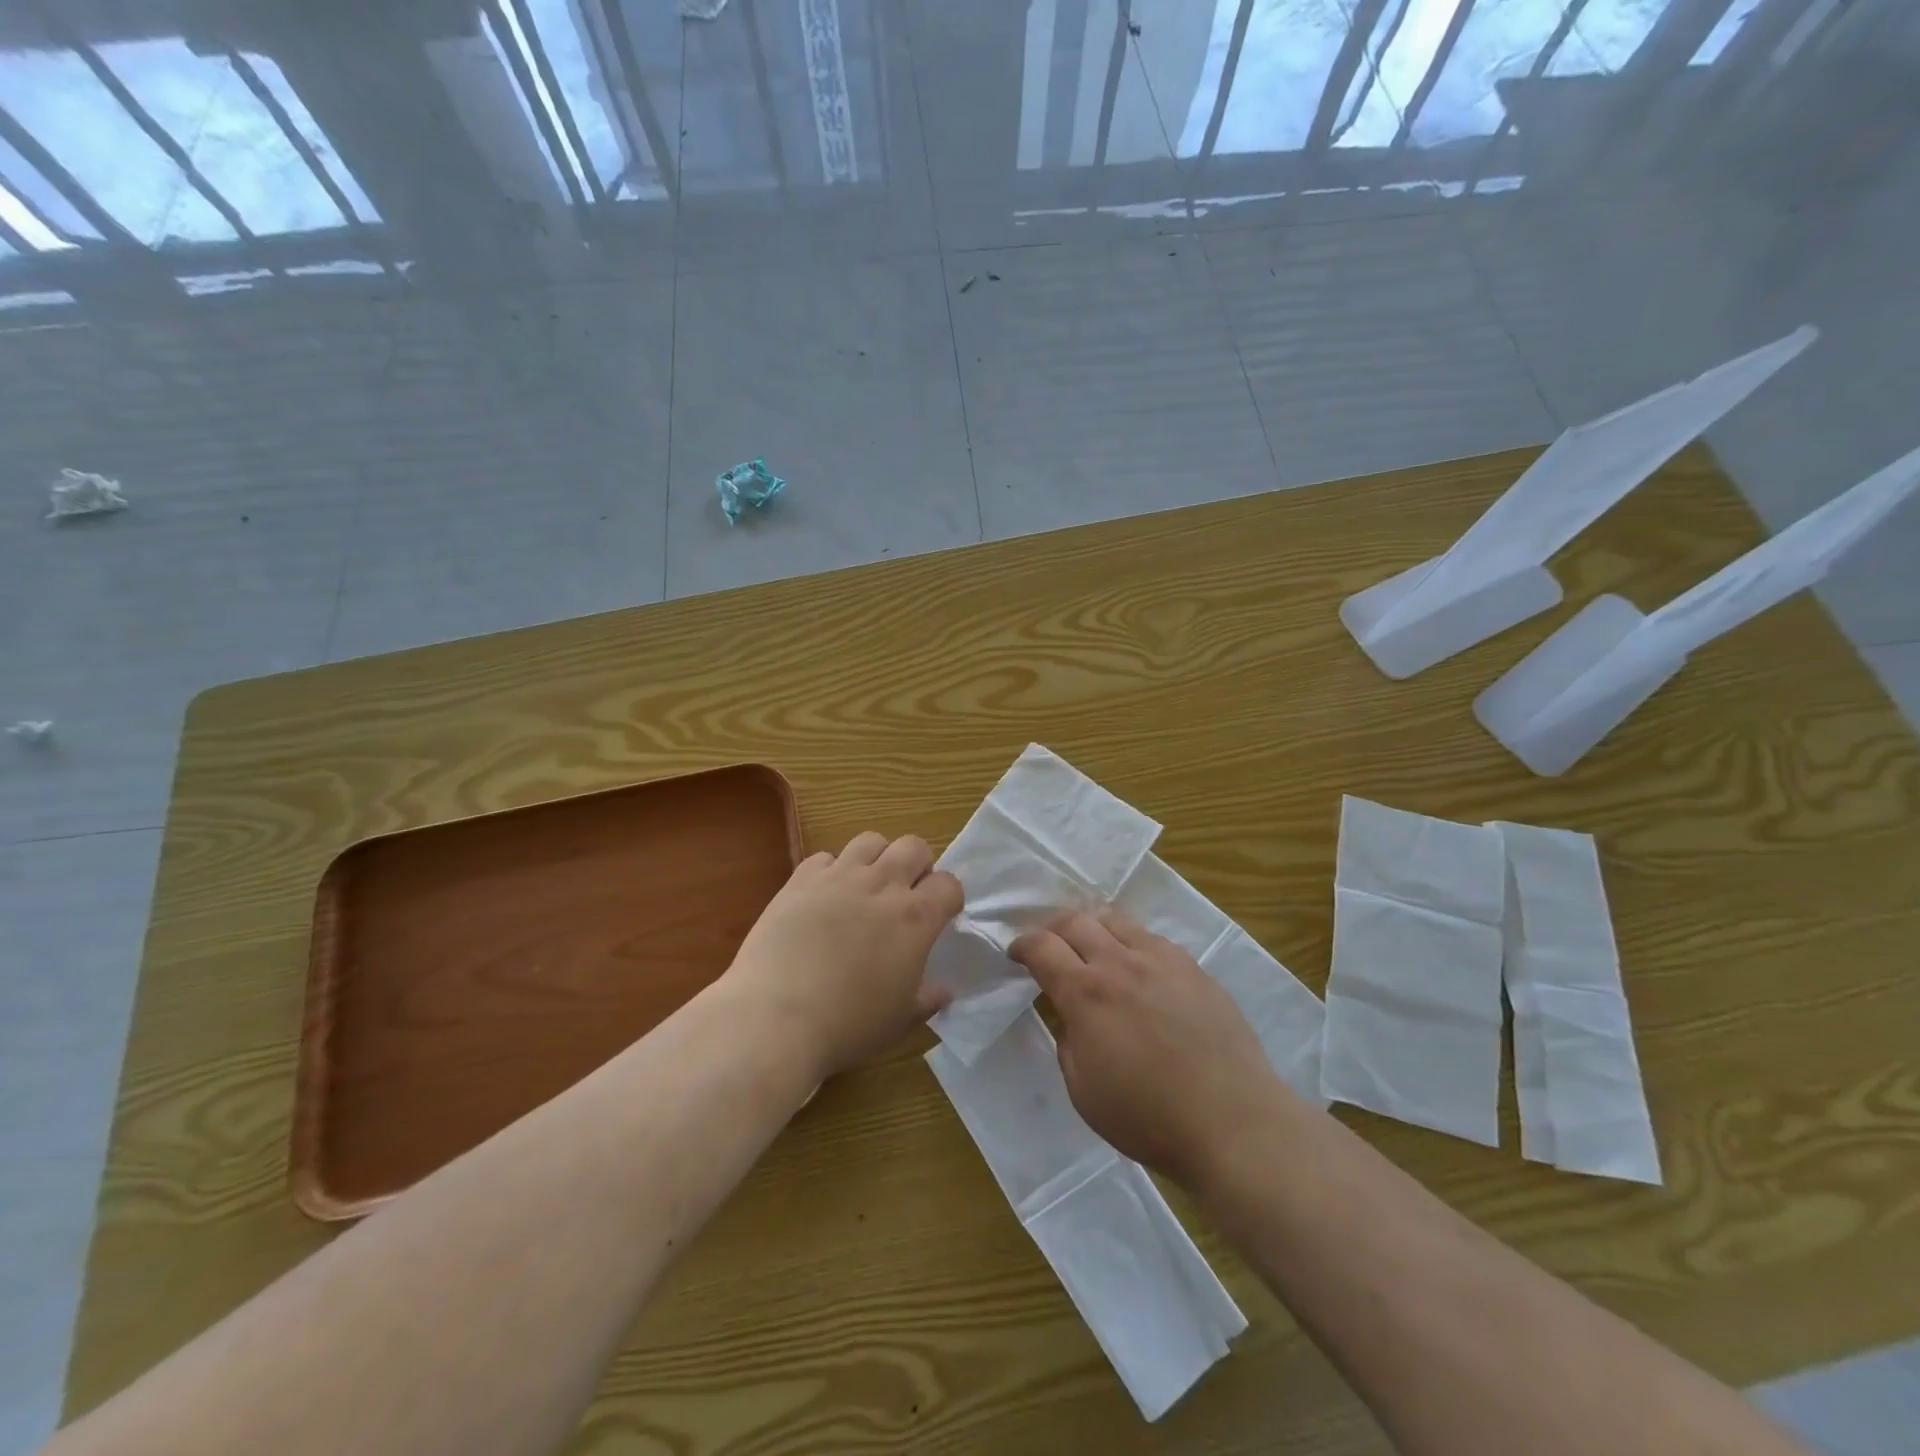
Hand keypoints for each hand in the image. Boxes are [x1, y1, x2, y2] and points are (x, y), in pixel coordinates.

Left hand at [723, 832, 962, 1080]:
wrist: (776, 1018)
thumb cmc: (848, 1026)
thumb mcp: (900, 1021)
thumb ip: (927, 998)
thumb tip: (943, 989)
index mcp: (916, 918)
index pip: (949, 884)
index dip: (948, 898)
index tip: (940, 916)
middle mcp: (883, 885)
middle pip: (914, 847)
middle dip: (917, 866)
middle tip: (905, 895)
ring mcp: (839, 877)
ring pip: (870, 841)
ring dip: (877, 859)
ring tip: (865, 887)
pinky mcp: (800, 879)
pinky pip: (825, 857)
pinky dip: (831, 871)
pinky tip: (823, 897)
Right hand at [1010, 909, 1279, 1187]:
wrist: (1232, 1121)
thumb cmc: (1148, 1117)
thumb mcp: (1082, 1090)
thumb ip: (1067, 1040)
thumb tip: (1069, 1014)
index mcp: (1086, 993)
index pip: (1042, 947)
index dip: (1022, 945)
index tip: (1016, 953)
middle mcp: (1120, 962)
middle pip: (1076, 921)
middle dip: (1052, 927)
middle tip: (1048, 944)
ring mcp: (1161, 959)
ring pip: (1116, 921)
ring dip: (1092, 928)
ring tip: (1090, 947)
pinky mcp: (1193, 968)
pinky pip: (1151, 939)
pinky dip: (1130, 943)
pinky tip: (1136, 967)